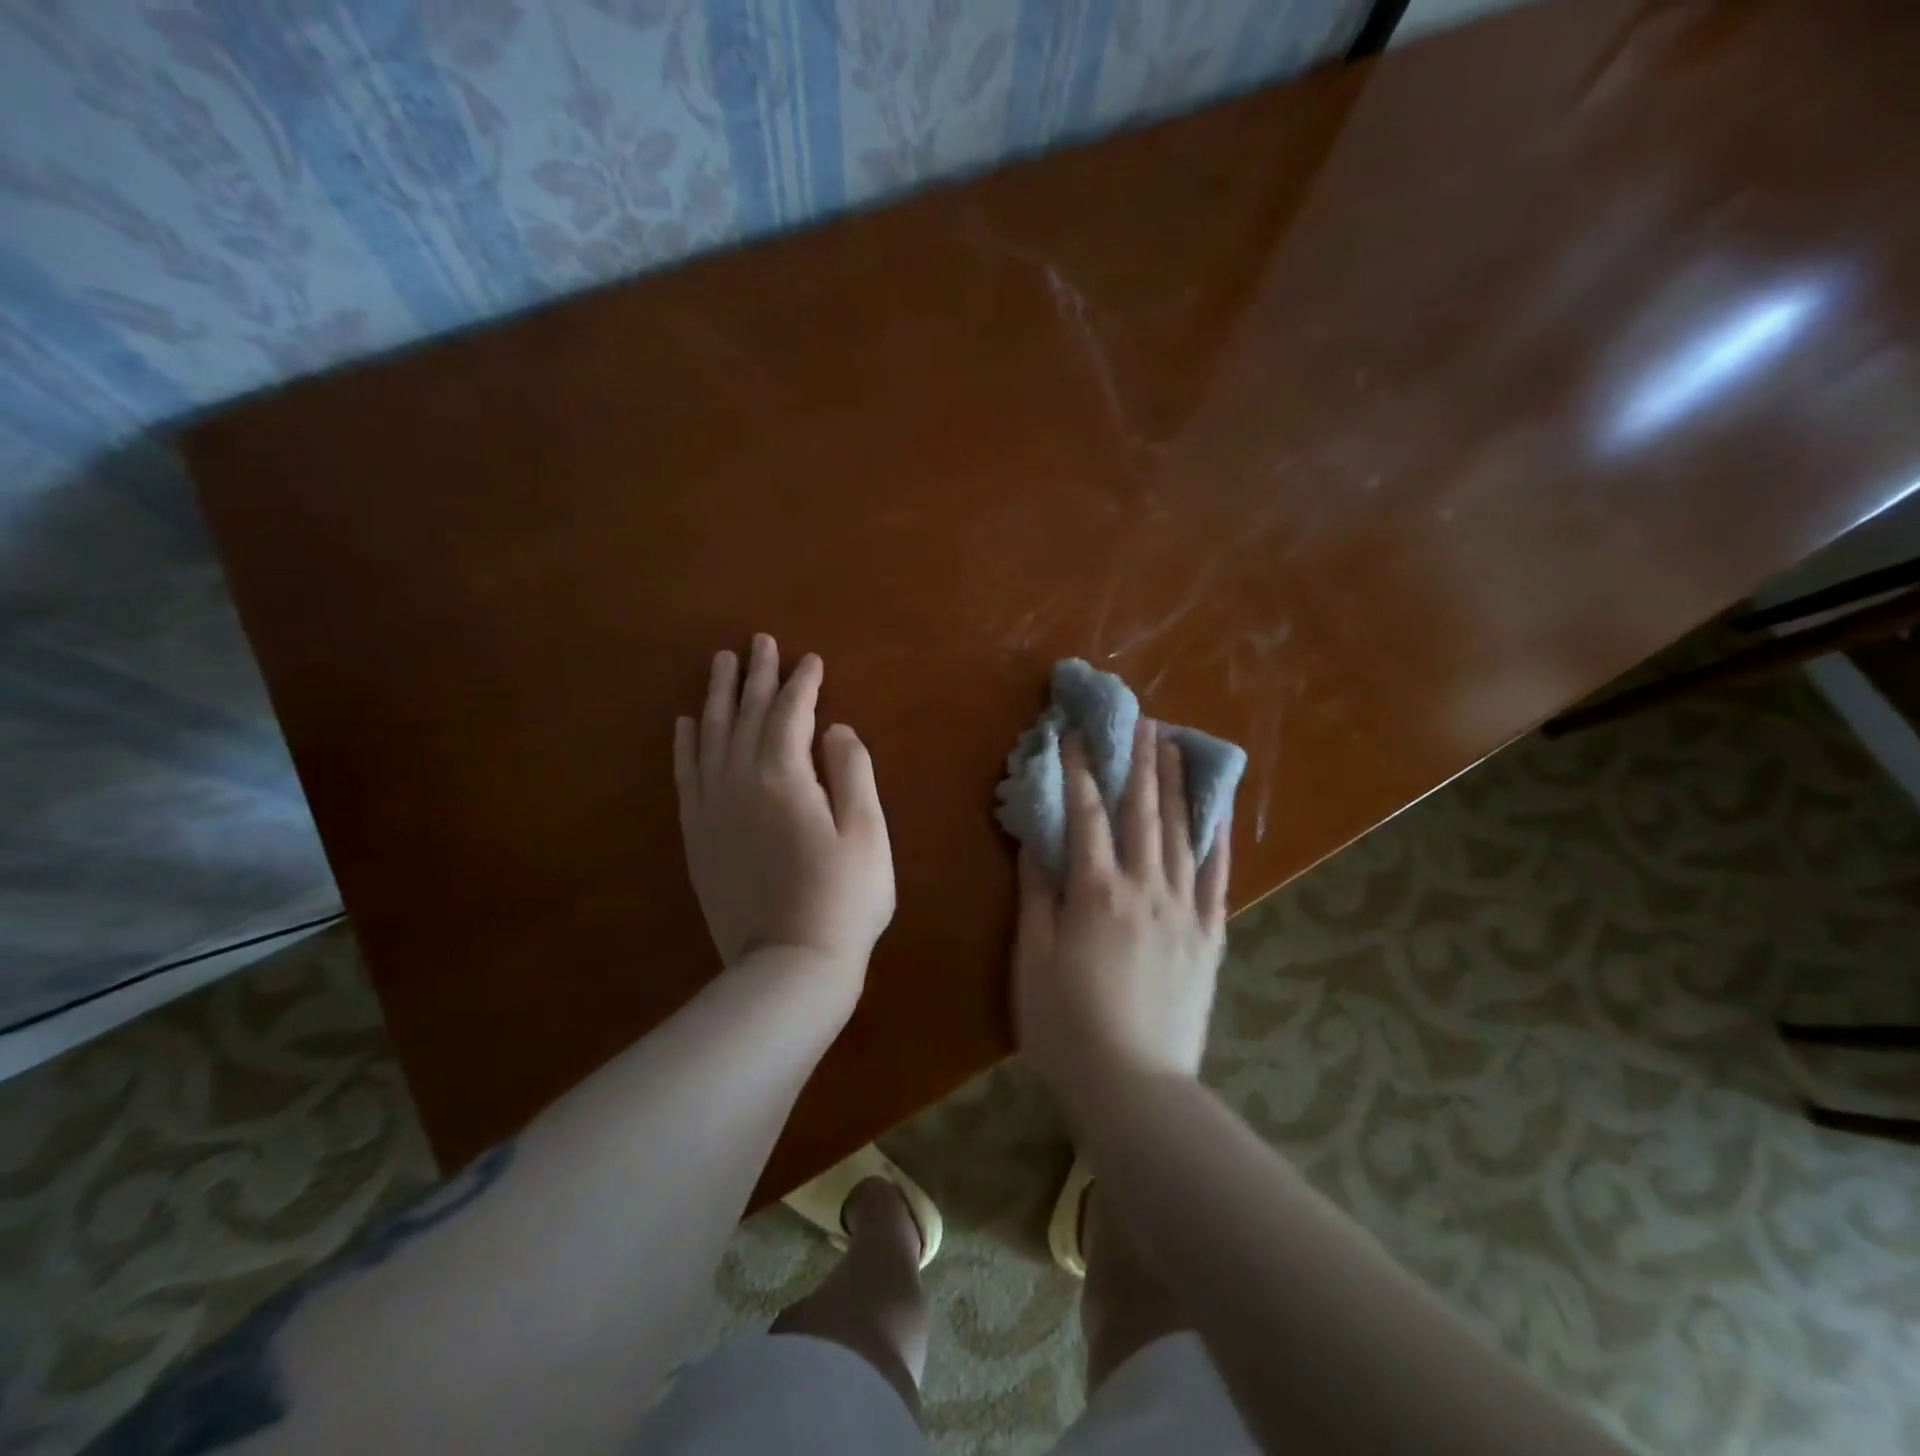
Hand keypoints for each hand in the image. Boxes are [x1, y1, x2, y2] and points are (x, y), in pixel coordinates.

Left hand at [674, 635, 894, 986]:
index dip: (802, 683)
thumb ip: (853, 772)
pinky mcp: (697, 837)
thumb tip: (836, 730)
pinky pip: (686, 776)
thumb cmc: (843, 899)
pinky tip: (687, 723)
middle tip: (759, 642)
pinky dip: (686, 744)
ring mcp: (712, 810)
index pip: (791, 714)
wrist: (787, 967)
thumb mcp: (867, 832)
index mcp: (784, 777)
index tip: (810, 659)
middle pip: (746, 715)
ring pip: (711, 737)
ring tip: (721, 664)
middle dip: (756, 676)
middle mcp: (738, 782)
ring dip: (718, 697)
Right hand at [1013, 720, 1230, 1105]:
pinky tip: (1217, 811)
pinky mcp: (1209, 937)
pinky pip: (1217, 878)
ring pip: (1182, 834)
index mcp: (1095, 893)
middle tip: (1142, 719)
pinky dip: (1217, 839)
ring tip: (1176, 745)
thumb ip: (1036, 895)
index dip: (1079, 771)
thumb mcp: (1032, 960)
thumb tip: (1036, 840)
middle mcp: (1145, 889)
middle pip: (1141, 813)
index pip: (1085, 816)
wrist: (1135, 1087)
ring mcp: (1184, 911)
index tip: (1076, 734)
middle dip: (1138, 763)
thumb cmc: (1067, 1026)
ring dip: (1176, 785)